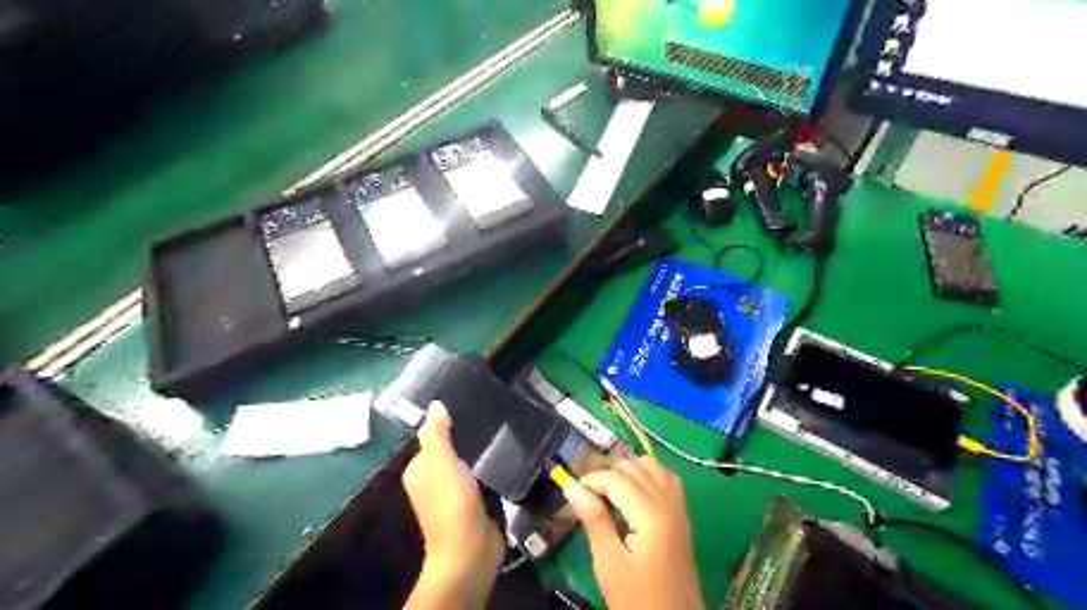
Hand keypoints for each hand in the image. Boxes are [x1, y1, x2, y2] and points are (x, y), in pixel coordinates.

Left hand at [404, 402, 505, 607]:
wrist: (471, 550)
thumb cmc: (452, 503)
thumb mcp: (441, 463)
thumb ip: (437, 434)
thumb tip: (435, 404)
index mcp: (419, 470)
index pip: (432, 437)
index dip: (448, 423)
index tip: (471, 406)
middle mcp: (433, 481)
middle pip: (451, 450)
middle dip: (467, 437)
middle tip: (491, 417)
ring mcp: (454, 494)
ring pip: (467, 464)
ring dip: (480, 453)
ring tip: (501, 431)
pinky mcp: (474, 503)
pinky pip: (480, 478)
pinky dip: (489, 469)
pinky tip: (504, 457)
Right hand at [565, 456, 700, 609]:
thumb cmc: (637, 599)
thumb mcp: (609, 564)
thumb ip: (594, 520)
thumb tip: (571, 486)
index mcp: (651, 515)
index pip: (617, 478)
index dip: (592, 480)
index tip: (573, 492)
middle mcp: (669, 503)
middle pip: (635, 467)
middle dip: (609, 474)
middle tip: (589, 497)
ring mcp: (679, 508)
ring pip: (653, 466)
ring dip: (628, 470)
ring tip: (608, 491)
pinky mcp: (683, 515)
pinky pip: (666, 478)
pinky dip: (648, 473)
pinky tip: (634, 488)